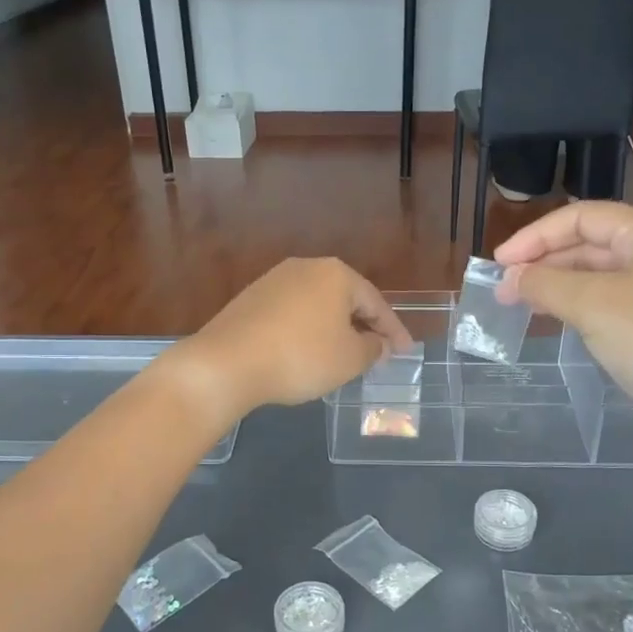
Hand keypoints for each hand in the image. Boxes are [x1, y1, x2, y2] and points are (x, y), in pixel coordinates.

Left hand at [168, 258, 412, 429]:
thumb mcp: (349, 359)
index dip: (394, 331)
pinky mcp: (250, 299)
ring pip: (317, 305)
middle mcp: (305, 268)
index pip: (375, 302)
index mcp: (336, 274)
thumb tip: (377, 343)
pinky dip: (306, 331)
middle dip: (363, 326)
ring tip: (343, 354)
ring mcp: (273, 281)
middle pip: (345, 298)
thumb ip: (372, 348)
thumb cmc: (301, 357)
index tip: (405, 352)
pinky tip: (306, 352)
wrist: (227, 363)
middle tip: (378, 352)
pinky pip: (291, 314)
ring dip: (334, 328)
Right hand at [493, 202, 632, 452]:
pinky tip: (556, 320)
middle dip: (544, 262)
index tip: (500, 263)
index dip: (536, 235)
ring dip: (557, 285)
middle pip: (590, 244)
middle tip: (504, 289)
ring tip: (521, 304)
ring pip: (598, 275)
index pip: (582, 217)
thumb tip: (510, 278)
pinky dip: (578, 306)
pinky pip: (610, 301)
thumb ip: (545, 285)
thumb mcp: (593, 306)